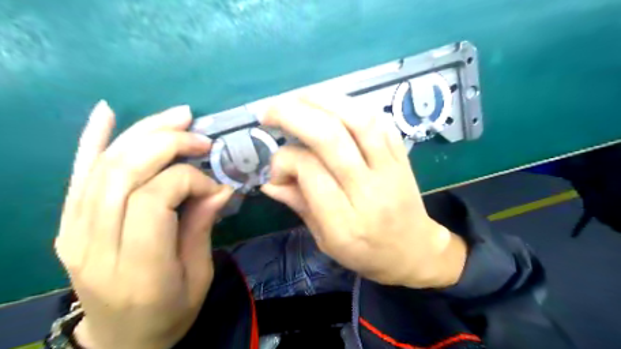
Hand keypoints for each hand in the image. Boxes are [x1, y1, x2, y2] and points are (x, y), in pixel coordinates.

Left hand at [54, 101, 233, 348]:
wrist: (122, 340)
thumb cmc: (170, 313)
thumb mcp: (199, 275)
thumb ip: (202, 226)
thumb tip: (219, 186)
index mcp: (138, 269)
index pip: (154, 199)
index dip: (189, 180)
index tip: (215, 186)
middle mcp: (96, 248)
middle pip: (124, 174)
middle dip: (168, 145)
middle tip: (201, 139)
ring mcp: (74, 233)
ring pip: (103, 166)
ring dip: (143, 133)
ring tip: (178, 117)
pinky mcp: (68, 224)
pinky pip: (77, 175)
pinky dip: (91, 139)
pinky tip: (107, 113)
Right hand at [257, 95, 464, 288]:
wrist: (414, 249)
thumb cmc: (366, 252)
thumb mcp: (325, 240)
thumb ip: (298, 205)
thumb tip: (267, 180)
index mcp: (345, 222)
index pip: (310, 172)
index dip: (284, 160)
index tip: (275, 169)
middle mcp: (369, 191)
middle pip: (331, 138)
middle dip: (294, 115)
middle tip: (269, 112)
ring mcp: (390, 168)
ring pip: (358, 120)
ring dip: (322, 100)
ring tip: (296, 98)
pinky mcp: (402, 155)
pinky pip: (378, 120)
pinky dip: (350, 105)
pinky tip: (330, 104)